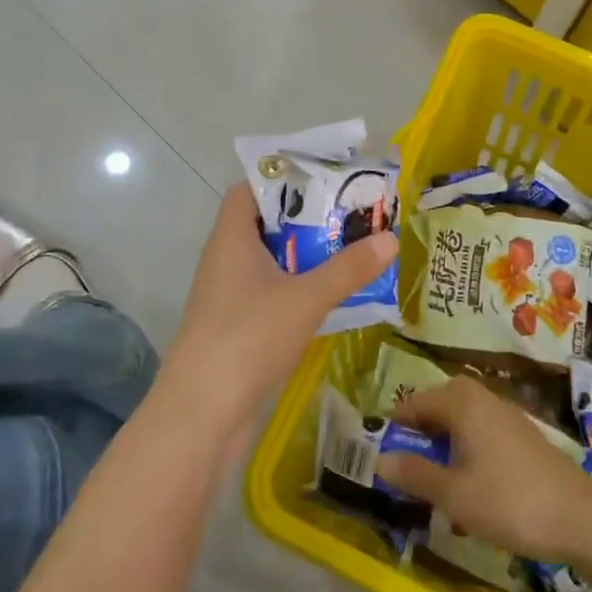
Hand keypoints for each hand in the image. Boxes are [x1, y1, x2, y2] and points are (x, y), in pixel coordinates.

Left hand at [156, 182, 397, 439]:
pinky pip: (268, 292)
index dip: (283, 180)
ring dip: (304, 256)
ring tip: (349, 251)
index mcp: (232, 237)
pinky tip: (327, 297)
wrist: (201, 412)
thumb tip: (391, 238)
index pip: (250, 189)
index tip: (323, 181)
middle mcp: (225, 258)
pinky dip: (295, 287)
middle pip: (265, 224)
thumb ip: (349, 268)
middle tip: (350, 216)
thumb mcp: (307, 297)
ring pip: (269, 261)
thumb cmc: (249, 336)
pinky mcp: (233, 326)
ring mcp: (226, 294)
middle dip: (306, 219)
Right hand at [377, 377, 591, 562]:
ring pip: (462, 419)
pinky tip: (470, 485)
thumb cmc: (508, 501)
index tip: (380, 453)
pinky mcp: (522, 435)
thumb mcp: (453, 495)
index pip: (414, 402)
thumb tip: (380, 459)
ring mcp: (506, 414)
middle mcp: (482, 397)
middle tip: (408, 466)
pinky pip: (481, 431)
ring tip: (436, 479)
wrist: (579, 516)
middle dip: (421, 432)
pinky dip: (467, 449)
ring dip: (444, 443)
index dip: (395, 426)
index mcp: (461, 402)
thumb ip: (415, 474)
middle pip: (439, 405)